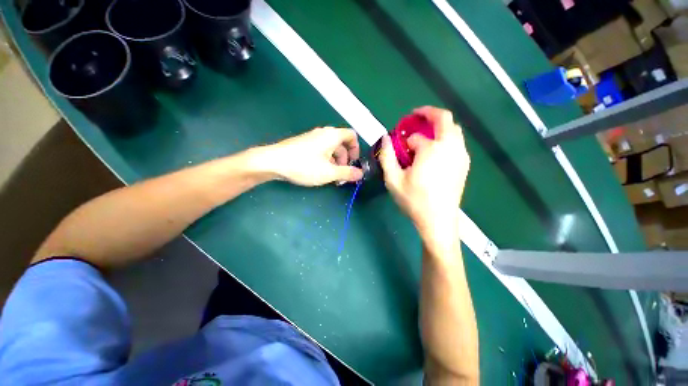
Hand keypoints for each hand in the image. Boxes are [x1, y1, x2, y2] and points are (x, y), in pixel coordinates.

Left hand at [266, 127, 363, 186]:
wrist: (273, 161)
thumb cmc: (305, 165)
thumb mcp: (329, 172)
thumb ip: (347, 173)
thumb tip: (361, 174)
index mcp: (332, 135)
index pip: (352, 136)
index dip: (356, 149)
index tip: (353, 163)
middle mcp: (323, 133)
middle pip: (342, 144)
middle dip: (345, 160)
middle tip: (342, 176)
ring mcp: (312, 138)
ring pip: (331, 149)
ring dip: (335, 162)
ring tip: (332, 177)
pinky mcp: (304, 144)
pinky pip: (321, 150)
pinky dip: (325, 160)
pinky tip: (320, 172)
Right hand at [379, 107, 469, 244]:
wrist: (438, 220)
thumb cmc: (414, 200)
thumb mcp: (393, 180)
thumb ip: (387, 156)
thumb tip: (385, 138)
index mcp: (432, 149)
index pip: (416, 137)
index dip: (405, 141)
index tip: (399, 148)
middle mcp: (451, 147)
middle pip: (444, 119)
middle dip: (429, 114)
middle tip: (415, 118)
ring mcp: (461, 155)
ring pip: (453, 130)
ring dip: (438, 127)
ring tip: (424, 136)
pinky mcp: (465, 164)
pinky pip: (457, 142)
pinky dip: (446, 138)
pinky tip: (435, 152)